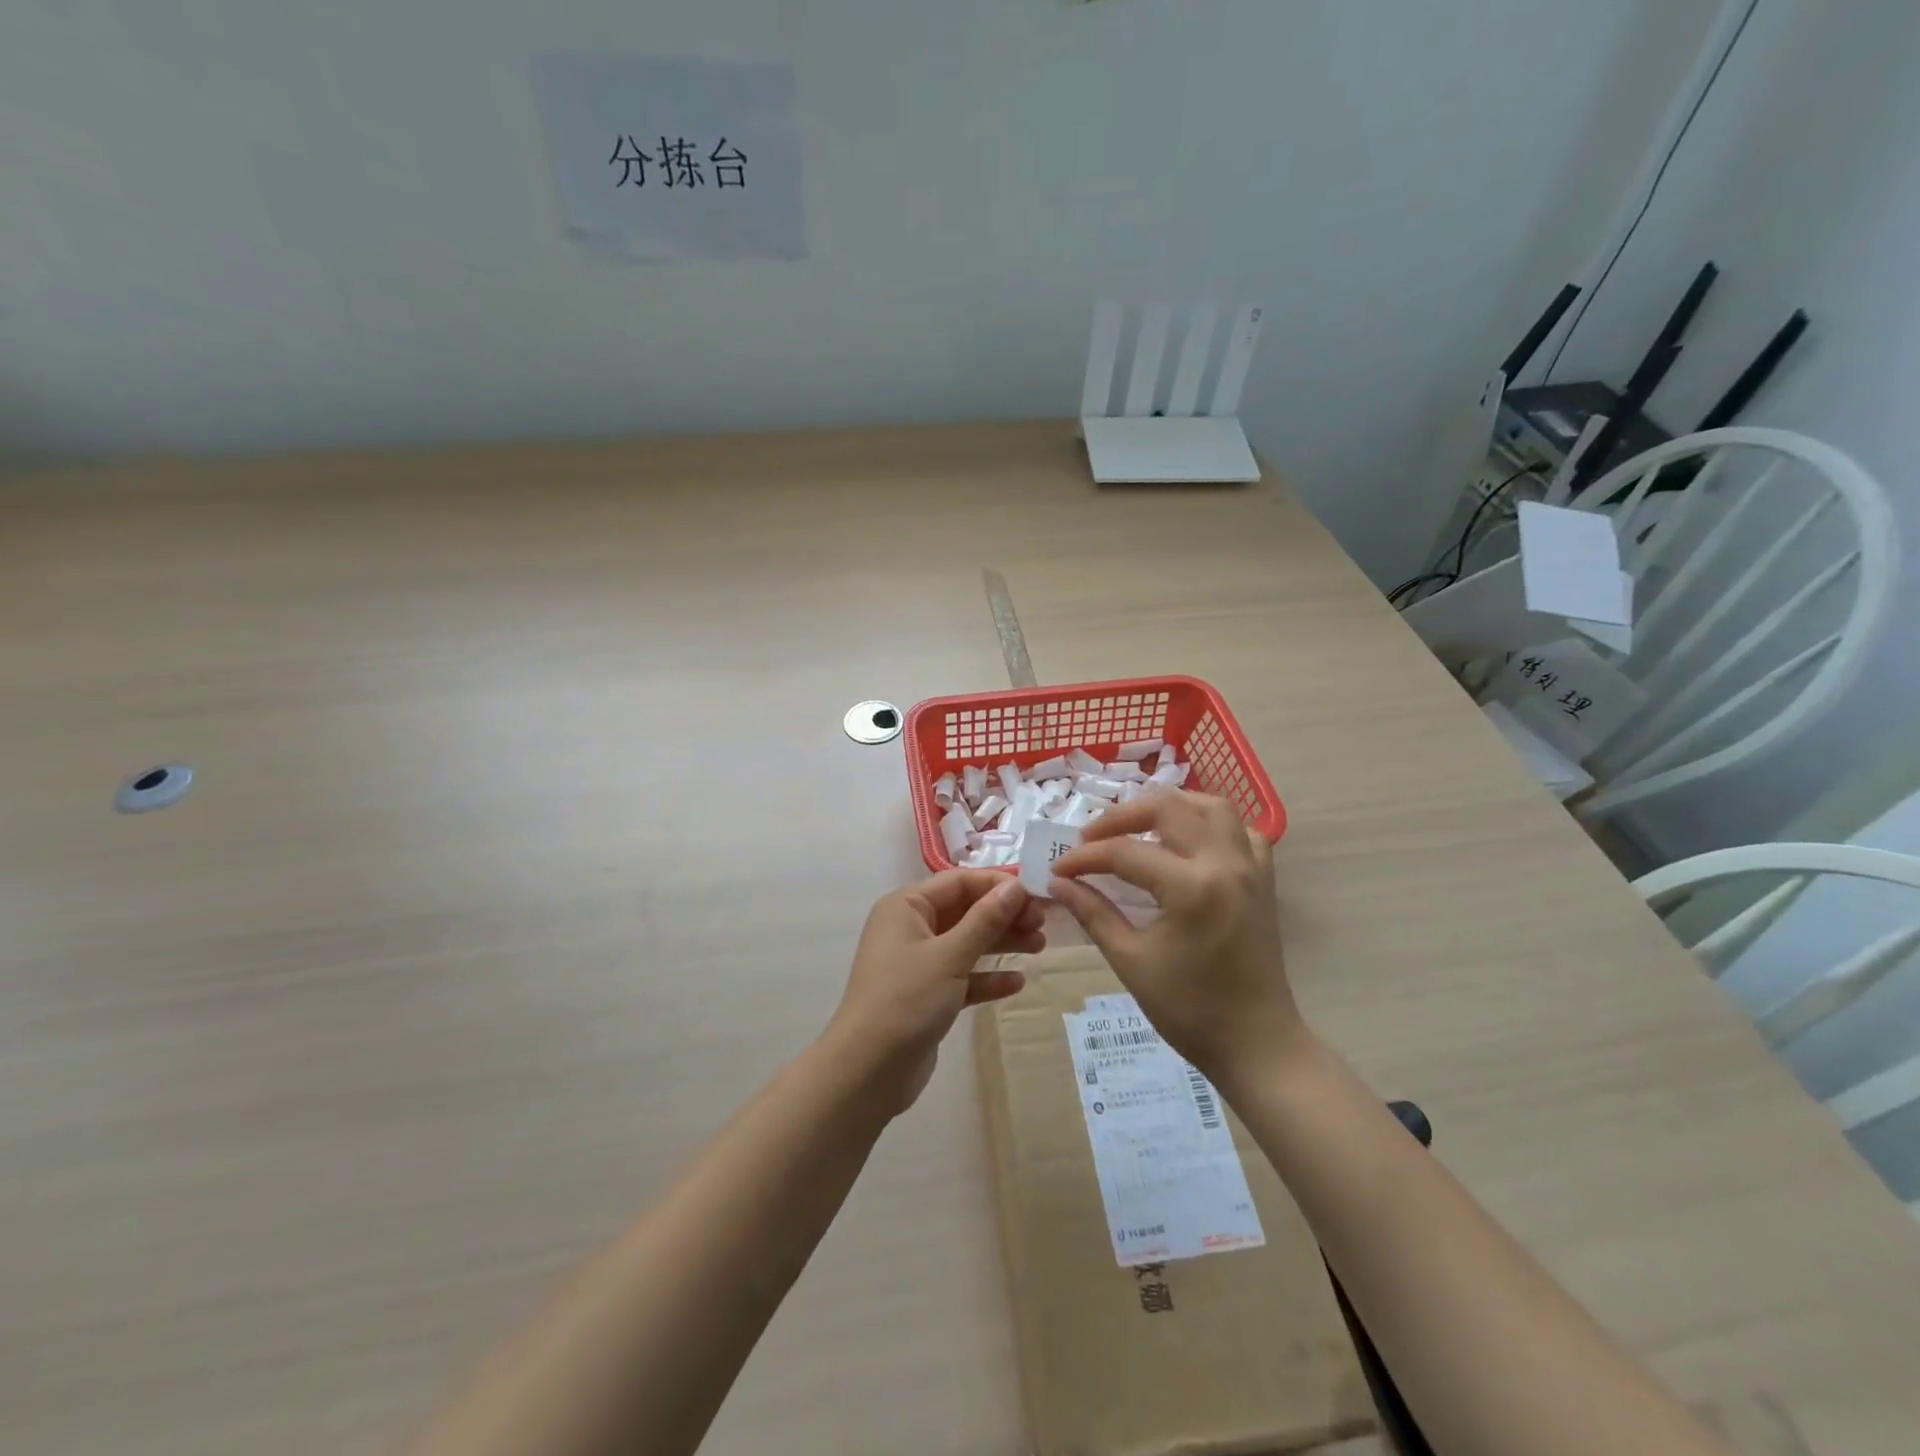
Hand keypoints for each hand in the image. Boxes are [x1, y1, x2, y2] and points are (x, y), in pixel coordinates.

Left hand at [828, 873, 1043, 1113]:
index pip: (959, 882)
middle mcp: (910, 928)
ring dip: (1001, 943)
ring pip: (967, 943)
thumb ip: (985, 920)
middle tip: (1043, 925)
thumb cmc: (906, 999)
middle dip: (1004, 915)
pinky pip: (963, 976)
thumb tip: (1015, 887)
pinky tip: (1017, 983)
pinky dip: (987, 977)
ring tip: (1040, 947)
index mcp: (906, 907)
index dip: (997, 886)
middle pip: (965, 911)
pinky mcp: (928, 995)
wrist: (868, 1070)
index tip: (1036, 895)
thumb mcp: (949, 955)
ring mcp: (918, 963)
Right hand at [1049, 791, 1304, 1082]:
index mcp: (1191, 887)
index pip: (1125, 852)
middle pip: (1168, 808)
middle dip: (1122, 816)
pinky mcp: (1263, 879)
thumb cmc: (1189, 1009)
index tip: (1058, 868)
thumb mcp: (1130, 961)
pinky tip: (1189, 843)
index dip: (1085, 857)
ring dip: (1170, 807)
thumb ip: (1093, 913)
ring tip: (1138, 827)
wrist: (1255, 1043)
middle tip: (1092, 838)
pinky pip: (1241, 831)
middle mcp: (1224, 863)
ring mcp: (1250, 867)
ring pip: (1211, 806)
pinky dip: (1212, 825)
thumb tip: (1059, 883)